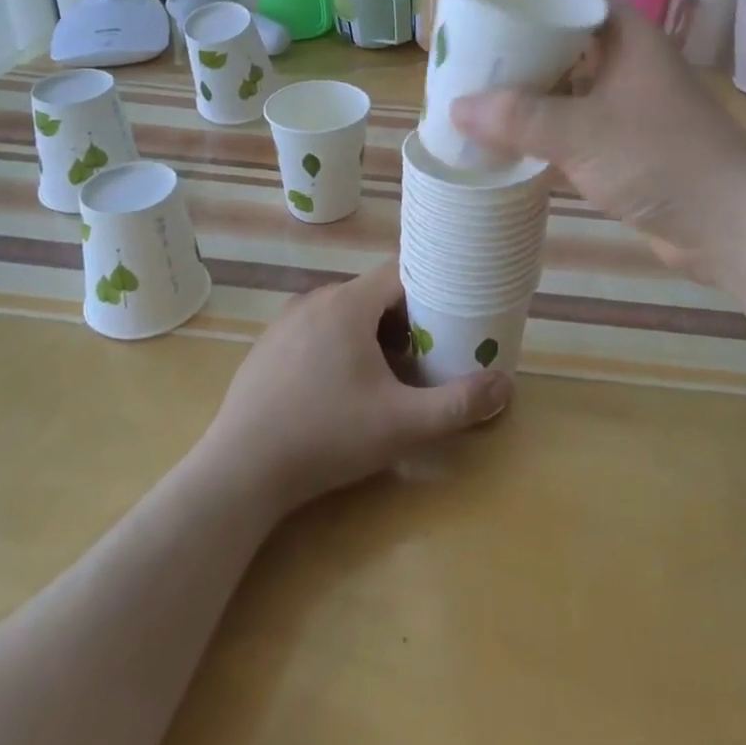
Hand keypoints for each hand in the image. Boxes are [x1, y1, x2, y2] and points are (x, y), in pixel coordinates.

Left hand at [199, 259, 511, 513]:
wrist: (239, 473)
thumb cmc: (326, 436)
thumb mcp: (402, 424)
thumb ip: (458, 404)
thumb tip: (506, 385)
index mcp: (349, 303)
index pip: (402, 272)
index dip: (431, 289)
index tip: (450, 316)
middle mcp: (316, 299)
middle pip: (374, 294)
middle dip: (404, 320)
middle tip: (424, 356)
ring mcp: (286, 322)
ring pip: (344, 312)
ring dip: (371, 334)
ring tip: (385, 376)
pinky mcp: (266, 347)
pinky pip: (315, 331)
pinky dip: (337, 346)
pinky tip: (337, 390)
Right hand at [451, 1, 745, 283]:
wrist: (730, 223)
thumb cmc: (662, 158)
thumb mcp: (583, 132)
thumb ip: (521, 118)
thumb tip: (458, 107)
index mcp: (627, 37)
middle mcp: (628, 63)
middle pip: (567, 39)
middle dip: (521, 43)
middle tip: (470, 47)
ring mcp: (628, 106)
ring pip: (570, 85)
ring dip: (530, 90)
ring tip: (477, 88)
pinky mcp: (626, 146)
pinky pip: (574, 125)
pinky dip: (544, 128)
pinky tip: (508, 137)